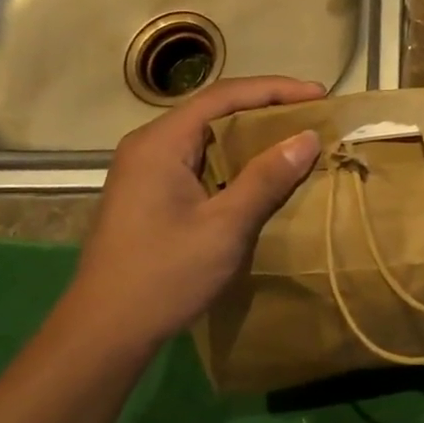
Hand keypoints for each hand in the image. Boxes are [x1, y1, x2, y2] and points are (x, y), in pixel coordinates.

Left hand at [61, 76, 325, 349]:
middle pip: (214, 112)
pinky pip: (199, 162)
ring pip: (207, 138)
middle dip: (266, 110)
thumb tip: (307, 137)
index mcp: (160, 142)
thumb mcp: (225, 227)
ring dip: (251, 137)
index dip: (275, 90)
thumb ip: (266, 178)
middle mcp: (149, 145)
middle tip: (312, 116)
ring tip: (295, 140)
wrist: (104, 333)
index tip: (319, 95)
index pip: (224, 96)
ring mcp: (145, 170)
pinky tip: (260, 175)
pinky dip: (234, 161)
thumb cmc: (164, 275)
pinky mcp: (149, 194)